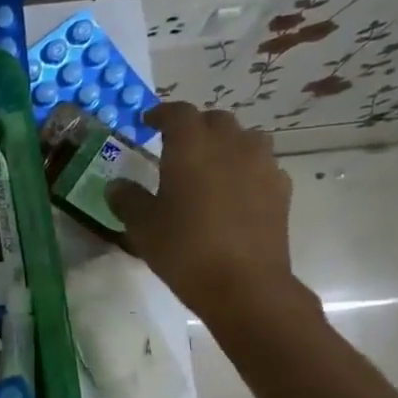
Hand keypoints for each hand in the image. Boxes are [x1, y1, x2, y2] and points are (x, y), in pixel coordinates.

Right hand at [106, 103, 314, 334]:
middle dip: (194, 128)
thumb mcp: (143, 227)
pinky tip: (235, 192)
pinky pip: (262, 164)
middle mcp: (230, 144)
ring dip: (226, 144)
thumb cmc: (185, 250)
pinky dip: (246, 169)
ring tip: (210, 165)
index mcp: (191, 146)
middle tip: (176, 147)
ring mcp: (261, 164)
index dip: (161, 114)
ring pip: (244, 138)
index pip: (177, 113)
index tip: (147, 123)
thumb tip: (117, 185)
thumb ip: (127, 200)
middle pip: (214, 120)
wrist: (244, 284)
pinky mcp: (281, 188)